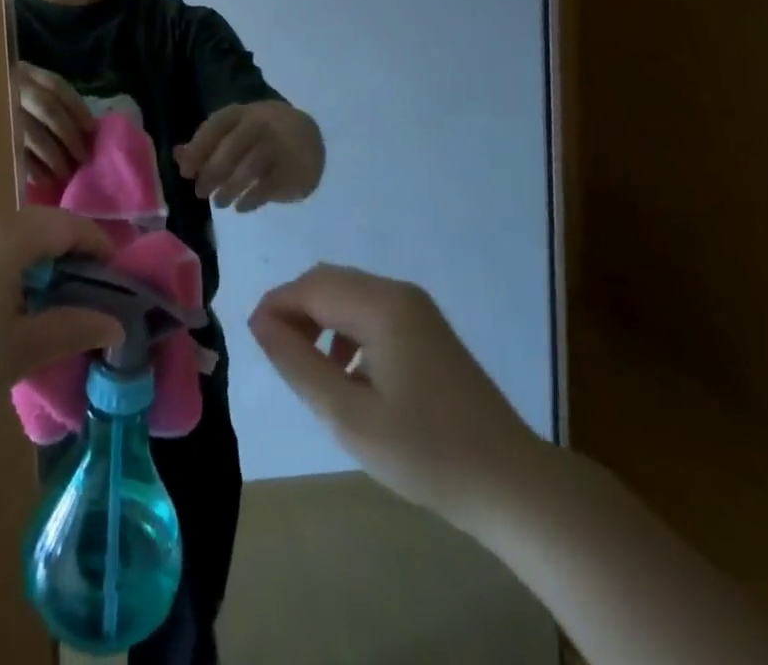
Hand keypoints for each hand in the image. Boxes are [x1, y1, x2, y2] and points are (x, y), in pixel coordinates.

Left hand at [0, 209, 124, 431]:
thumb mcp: (19, 352)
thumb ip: (71, 329)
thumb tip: (114, 323)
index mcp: (5, 235)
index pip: (67, 225)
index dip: (99, 246)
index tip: (119, 278)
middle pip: (38, 229)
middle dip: (69, 258)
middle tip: (90, 299)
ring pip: (9, 242)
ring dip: (37, 267)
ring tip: (51, 311)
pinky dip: (7, 272)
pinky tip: (5, 314)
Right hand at [15, 62, 94, 188]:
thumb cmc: (6, 105)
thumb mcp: (27, 92)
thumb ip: (52, 104)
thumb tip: (86, 131)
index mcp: (25, 73)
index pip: (56, 86)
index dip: (77, 107)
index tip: (91, 129)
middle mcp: (11, 88)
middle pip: (47, 108)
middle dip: (69, 135)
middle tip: (83, 158)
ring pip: (31, 133)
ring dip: (54, 156)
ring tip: (66, 174)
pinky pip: (14, 155)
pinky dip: (33, 170)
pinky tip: (45, 181)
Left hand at [175, 100, 322, 210]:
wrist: (309, 136)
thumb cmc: (259, 135)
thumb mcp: (234, 130)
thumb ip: (206, 143)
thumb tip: (179, 157)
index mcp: (243, 113)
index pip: (216, 125)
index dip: (199, 148)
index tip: (186, 172)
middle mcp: (262, 125)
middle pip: (231, 148)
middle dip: (212, 173)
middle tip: (200, 193)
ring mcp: (280, 145)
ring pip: (250, 167)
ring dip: (230, 188)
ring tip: (219, 203)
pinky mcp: (295, 168)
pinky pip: (269, 186)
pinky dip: (251, 199)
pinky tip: (241, 207)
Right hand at [249, 263, 543, 530]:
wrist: (513, 485)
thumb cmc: (426, 452)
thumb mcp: (349, 416)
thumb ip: (298, 364)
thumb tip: (259, 322)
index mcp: (381, 305)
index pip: (310, 287)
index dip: (275, 307)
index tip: (254, 342)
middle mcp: (398, 293)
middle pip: (328, 282)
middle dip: (295, 310)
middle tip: (278, 355)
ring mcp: (417, 309)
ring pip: (348, 295)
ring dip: (318, 319)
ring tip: (308, 368)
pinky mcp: (427, 329)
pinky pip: (370, 311)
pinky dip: (345, 329)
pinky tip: (347, 373)